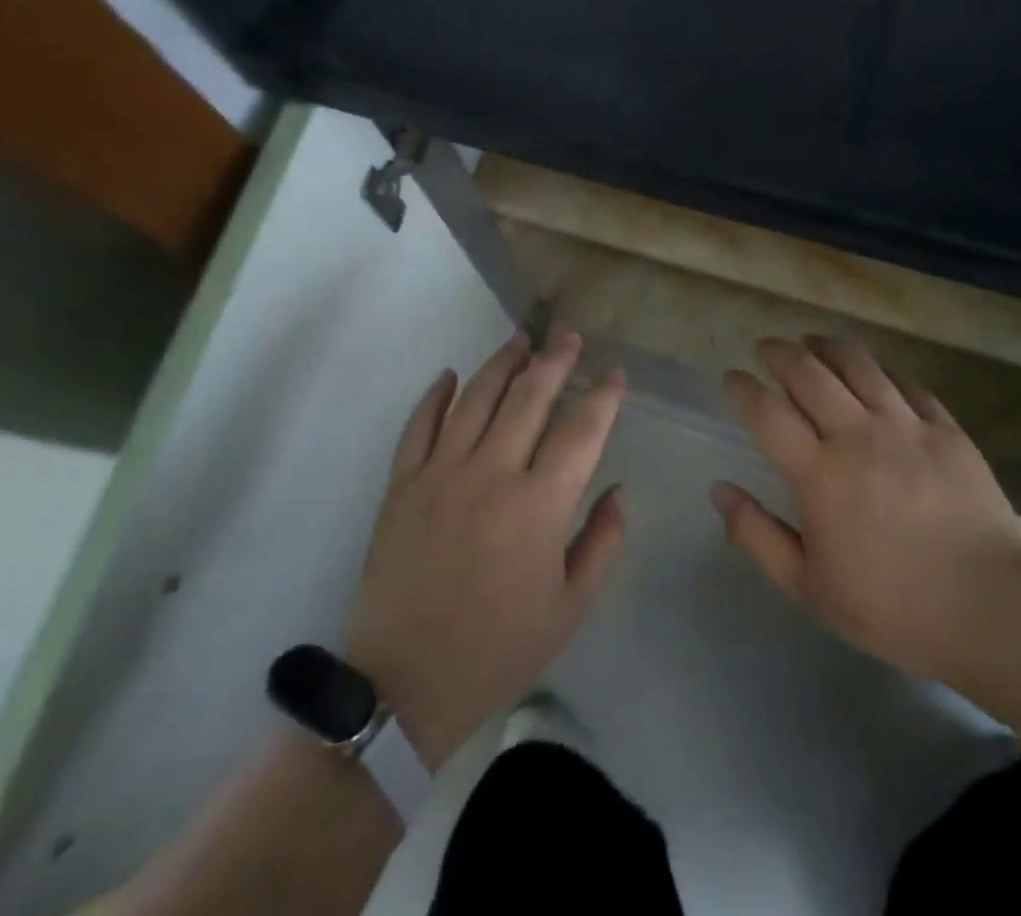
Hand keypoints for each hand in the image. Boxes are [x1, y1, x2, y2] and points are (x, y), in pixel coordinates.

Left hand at [346, 330, 625, 770]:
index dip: (602, 396)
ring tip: (521, 339)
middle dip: (555, 360)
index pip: (580, 430)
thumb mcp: (570, 609)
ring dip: (501, 363)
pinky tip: (450, 374)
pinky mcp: (402, 485)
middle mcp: (491, 474)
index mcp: (539, 505)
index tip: (614, 374)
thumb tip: (618, 489)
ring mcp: (440, 474)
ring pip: (475, 398)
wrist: (404, 684)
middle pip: (528, 397)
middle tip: (569, 336)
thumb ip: (602, 542)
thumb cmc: (498, 648)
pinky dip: (434, 396)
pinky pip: (419, 425)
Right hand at [710, 335, 1020, 685]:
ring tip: (812, 343)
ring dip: (826, 346)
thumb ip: (757, 536)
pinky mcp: (946, 428)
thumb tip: (719, 490)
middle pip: (808, 372)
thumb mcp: (809, 588)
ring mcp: (906, 425)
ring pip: (858, 363)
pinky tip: (873, 372)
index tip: (732, 377)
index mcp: (819, 473)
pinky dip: (880, 370)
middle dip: (779, 352)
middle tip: (766, 348)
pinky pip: (906, 383)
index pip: (767, 411)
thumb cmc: (892, 607)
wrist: (992, 610)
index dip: (743, 387)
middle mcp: (857, 435)